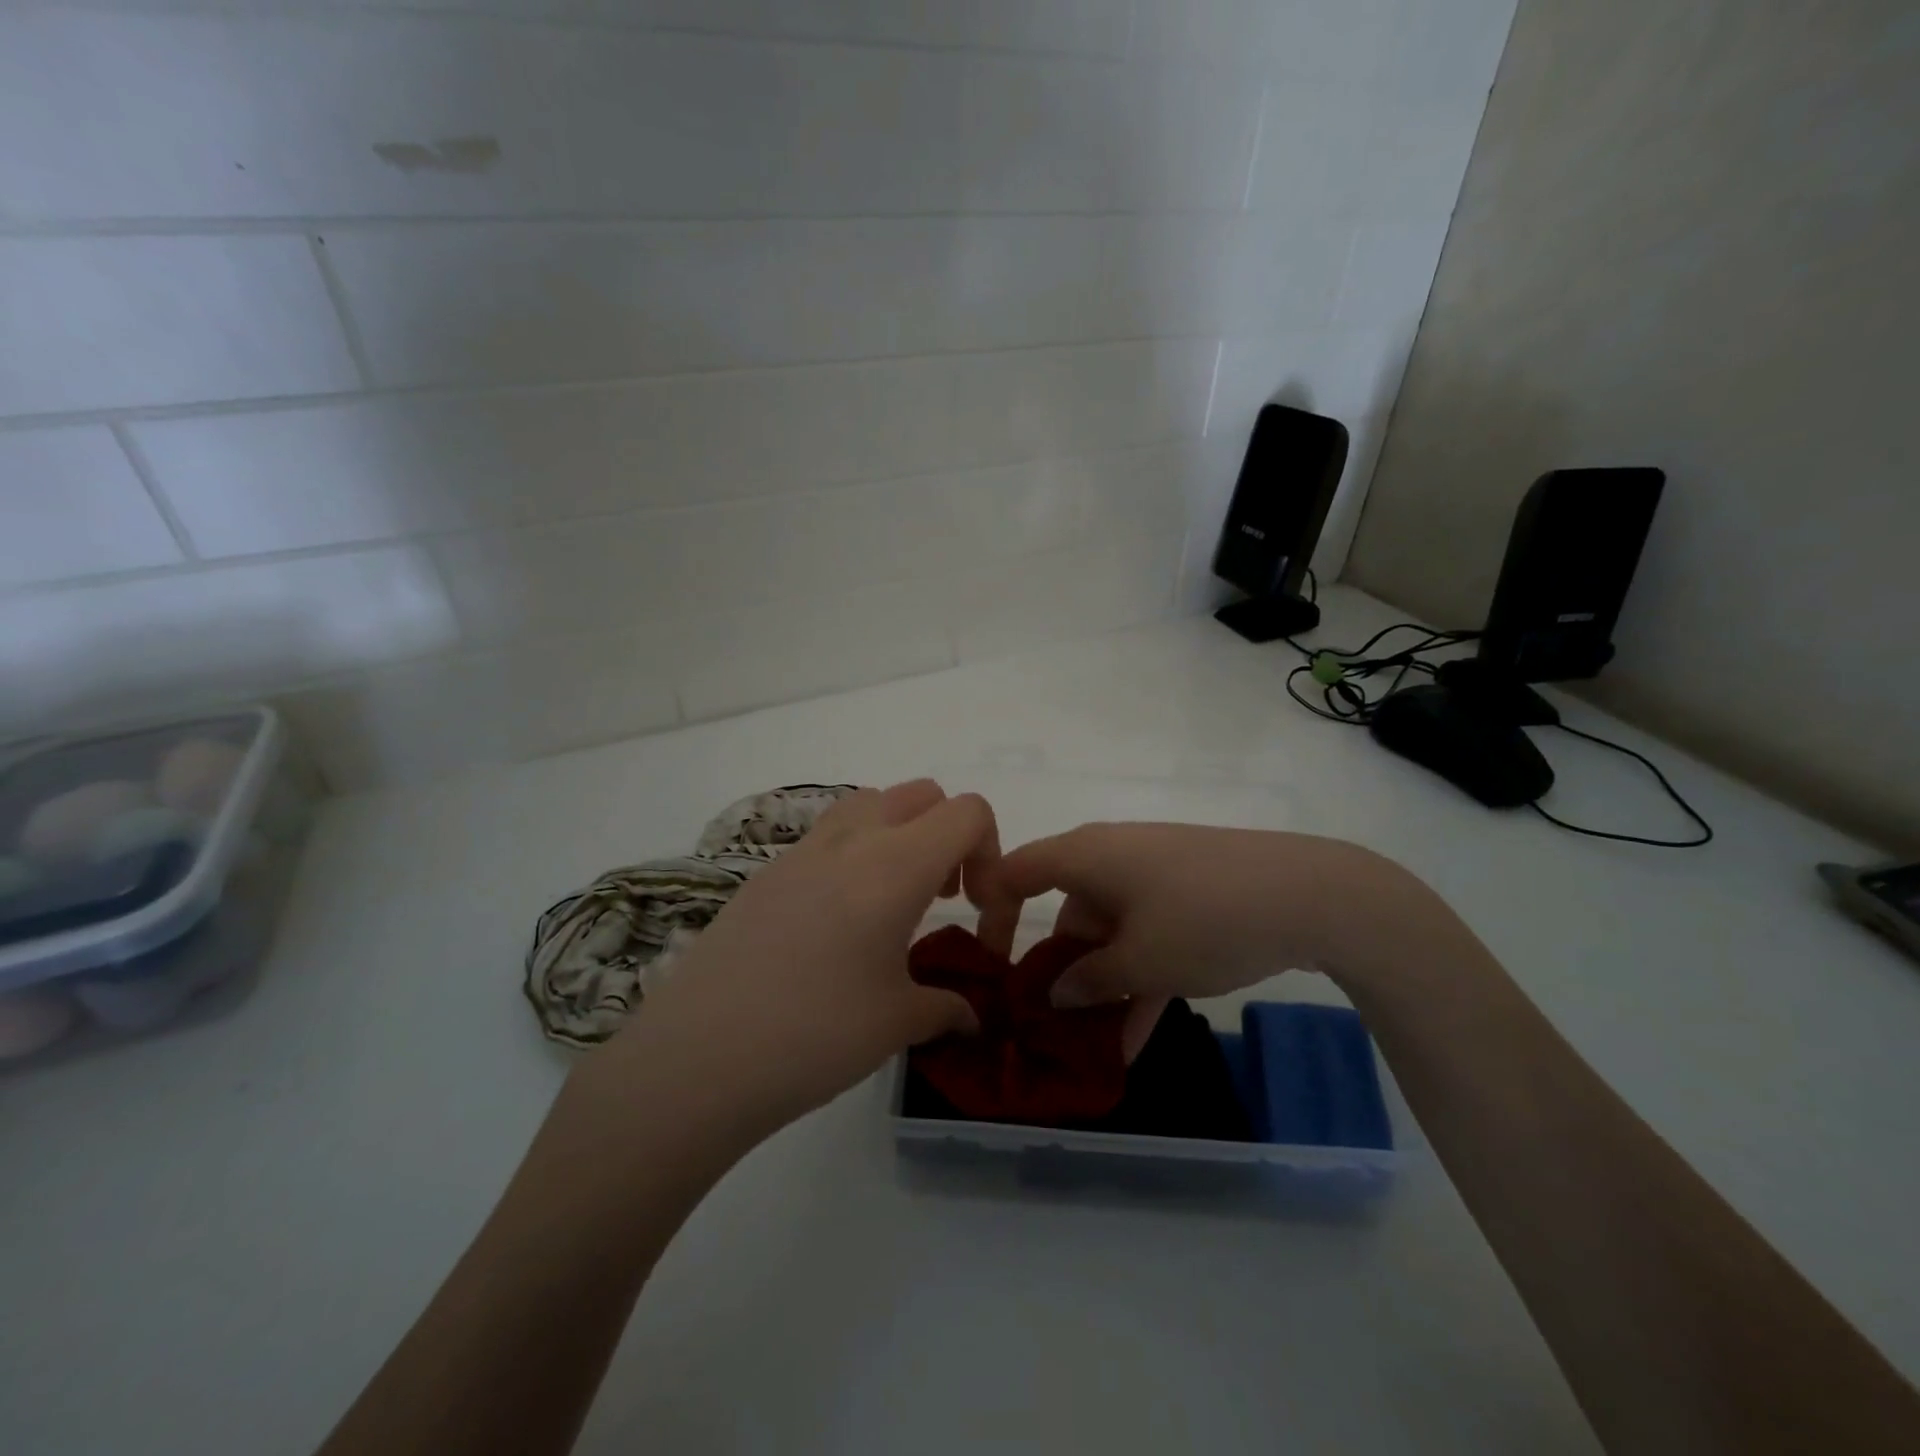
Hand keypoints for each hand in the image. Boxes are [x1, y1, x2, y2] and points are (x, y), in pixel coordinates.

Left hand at [584, 781, 1015, 1137]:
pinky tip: (839, 923)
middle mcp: (851, 840)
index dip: (989, 852)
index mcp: (894, 865)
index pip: (966, 812)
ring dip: (900, 835)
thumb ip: (946, 1008)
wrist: (696, 1057)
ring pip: (871, 803)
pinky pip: (828, 834)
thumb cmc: (813, 1035)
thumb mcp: (896, 1024)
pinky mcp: (766, 871)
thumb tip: (970, 1016)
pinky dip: (855, 853)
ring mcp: (801, 850)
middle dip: (948, 836)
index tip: (977, 909)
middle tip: (941, 899)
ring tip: (893, 902)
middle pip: (922, 795)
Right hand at [998, 823, 1438, 1006]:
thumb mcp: (1140, 961)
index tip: (990, 966)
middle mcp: (1112, 857)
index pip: (1017, 872)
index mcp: (1086, 856)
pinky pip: (1147, 935)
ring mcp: (1154, 875)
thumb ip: (1089, 981)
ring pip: (1110, 931)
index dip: (993, 913)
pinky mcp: (1189, 894)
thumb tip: (1058, 993)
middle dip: (1057, 970)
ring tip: (1091, 1046)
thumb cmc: (1204, 918)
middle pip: (1066, 910)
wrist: (1312, 894)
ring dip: (1101, 985)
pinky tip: (1137, 1037)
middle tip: (1045, 1024)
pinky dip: (1139, 977)